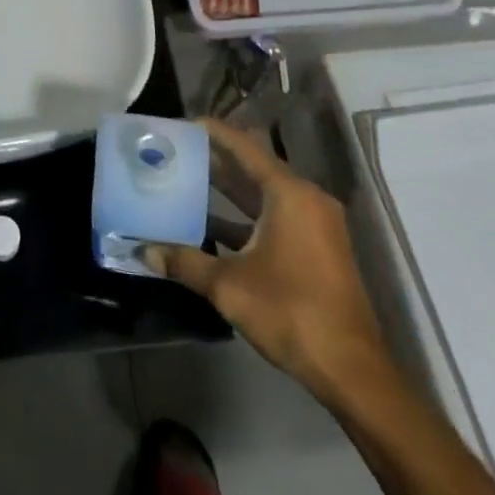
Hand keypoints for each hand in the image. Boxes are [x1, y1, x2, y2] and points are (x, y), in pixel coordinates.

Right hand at [145, 119, 390, 405]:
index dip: (214, 133)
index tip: (183, 124)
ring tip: (186, 181)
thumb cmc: (290, 312)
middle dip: (216, 160)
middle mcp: (306, 201)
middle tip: (177, 152)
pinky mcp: (317, 249)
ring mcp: (316, 226)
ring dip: (229, 191)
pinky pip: (275, 217)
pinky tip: (211, 226)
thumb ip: (185, 261)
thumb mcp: (229, 286)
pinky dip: (245, 217)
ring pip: (264, 195)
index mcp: (289, 195)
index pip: (245, 147)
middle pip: (255, 168)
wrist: (351, 371)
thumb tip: (143, 250)